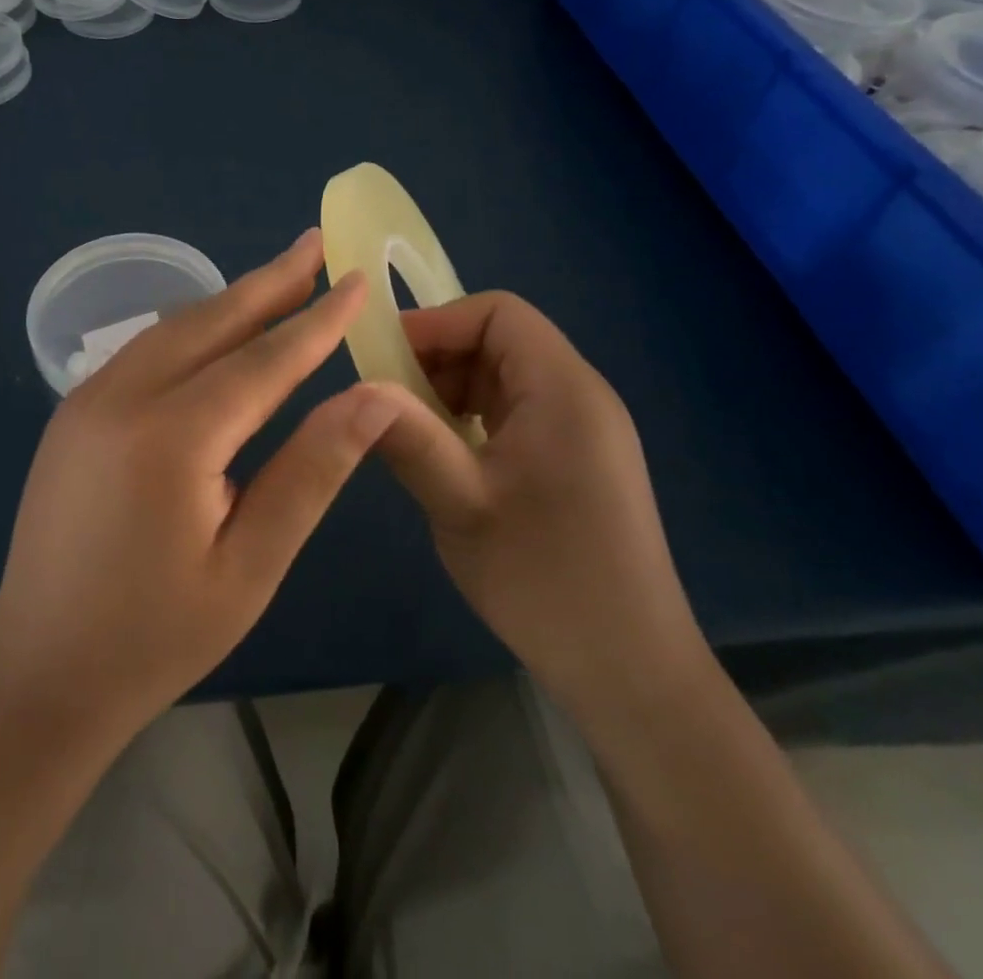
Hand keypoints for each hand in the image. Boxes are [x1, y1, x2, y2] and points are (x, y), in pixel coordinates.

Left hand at [0, 230, 400, 742]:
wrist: (39, 671)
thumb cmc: (155, 635)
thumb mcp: (250, 565)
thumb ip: (311, 472)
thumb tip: (374, 398)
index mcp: (170, 438)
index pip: (264, 360)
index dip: (317, 320)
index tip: (359, 279)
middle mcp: (122, 397)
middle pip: (212, 321)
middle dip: (271, 280)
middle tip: (317, 242)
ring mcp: (88, 399)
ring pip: (173, 328)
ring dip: (231, 300)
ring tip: (281, 276)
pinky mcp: (73, 412)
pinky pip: (144, 351)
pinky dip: (193, 329)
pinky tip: (219, 328)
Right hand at [371, 292, 707, 715]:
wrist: (629, 670)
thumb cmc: (546, 578)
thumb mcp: (461, 505)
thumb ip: (408, 438)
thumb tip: (353, 388)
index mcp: (563, 389)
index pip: (499, 313)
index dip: (437, 323)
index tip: (385, 359)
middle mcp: (580, 396)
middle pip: (500, 340)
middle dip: (438, 359)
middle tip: (387, 401)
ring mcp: (582, 430)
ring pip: (503, 378)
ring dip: (450, 391)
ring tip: (409, 433)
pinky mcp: (576, 460)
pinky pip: (515, 413)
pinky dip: (472, 419)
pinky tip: (446, 459)